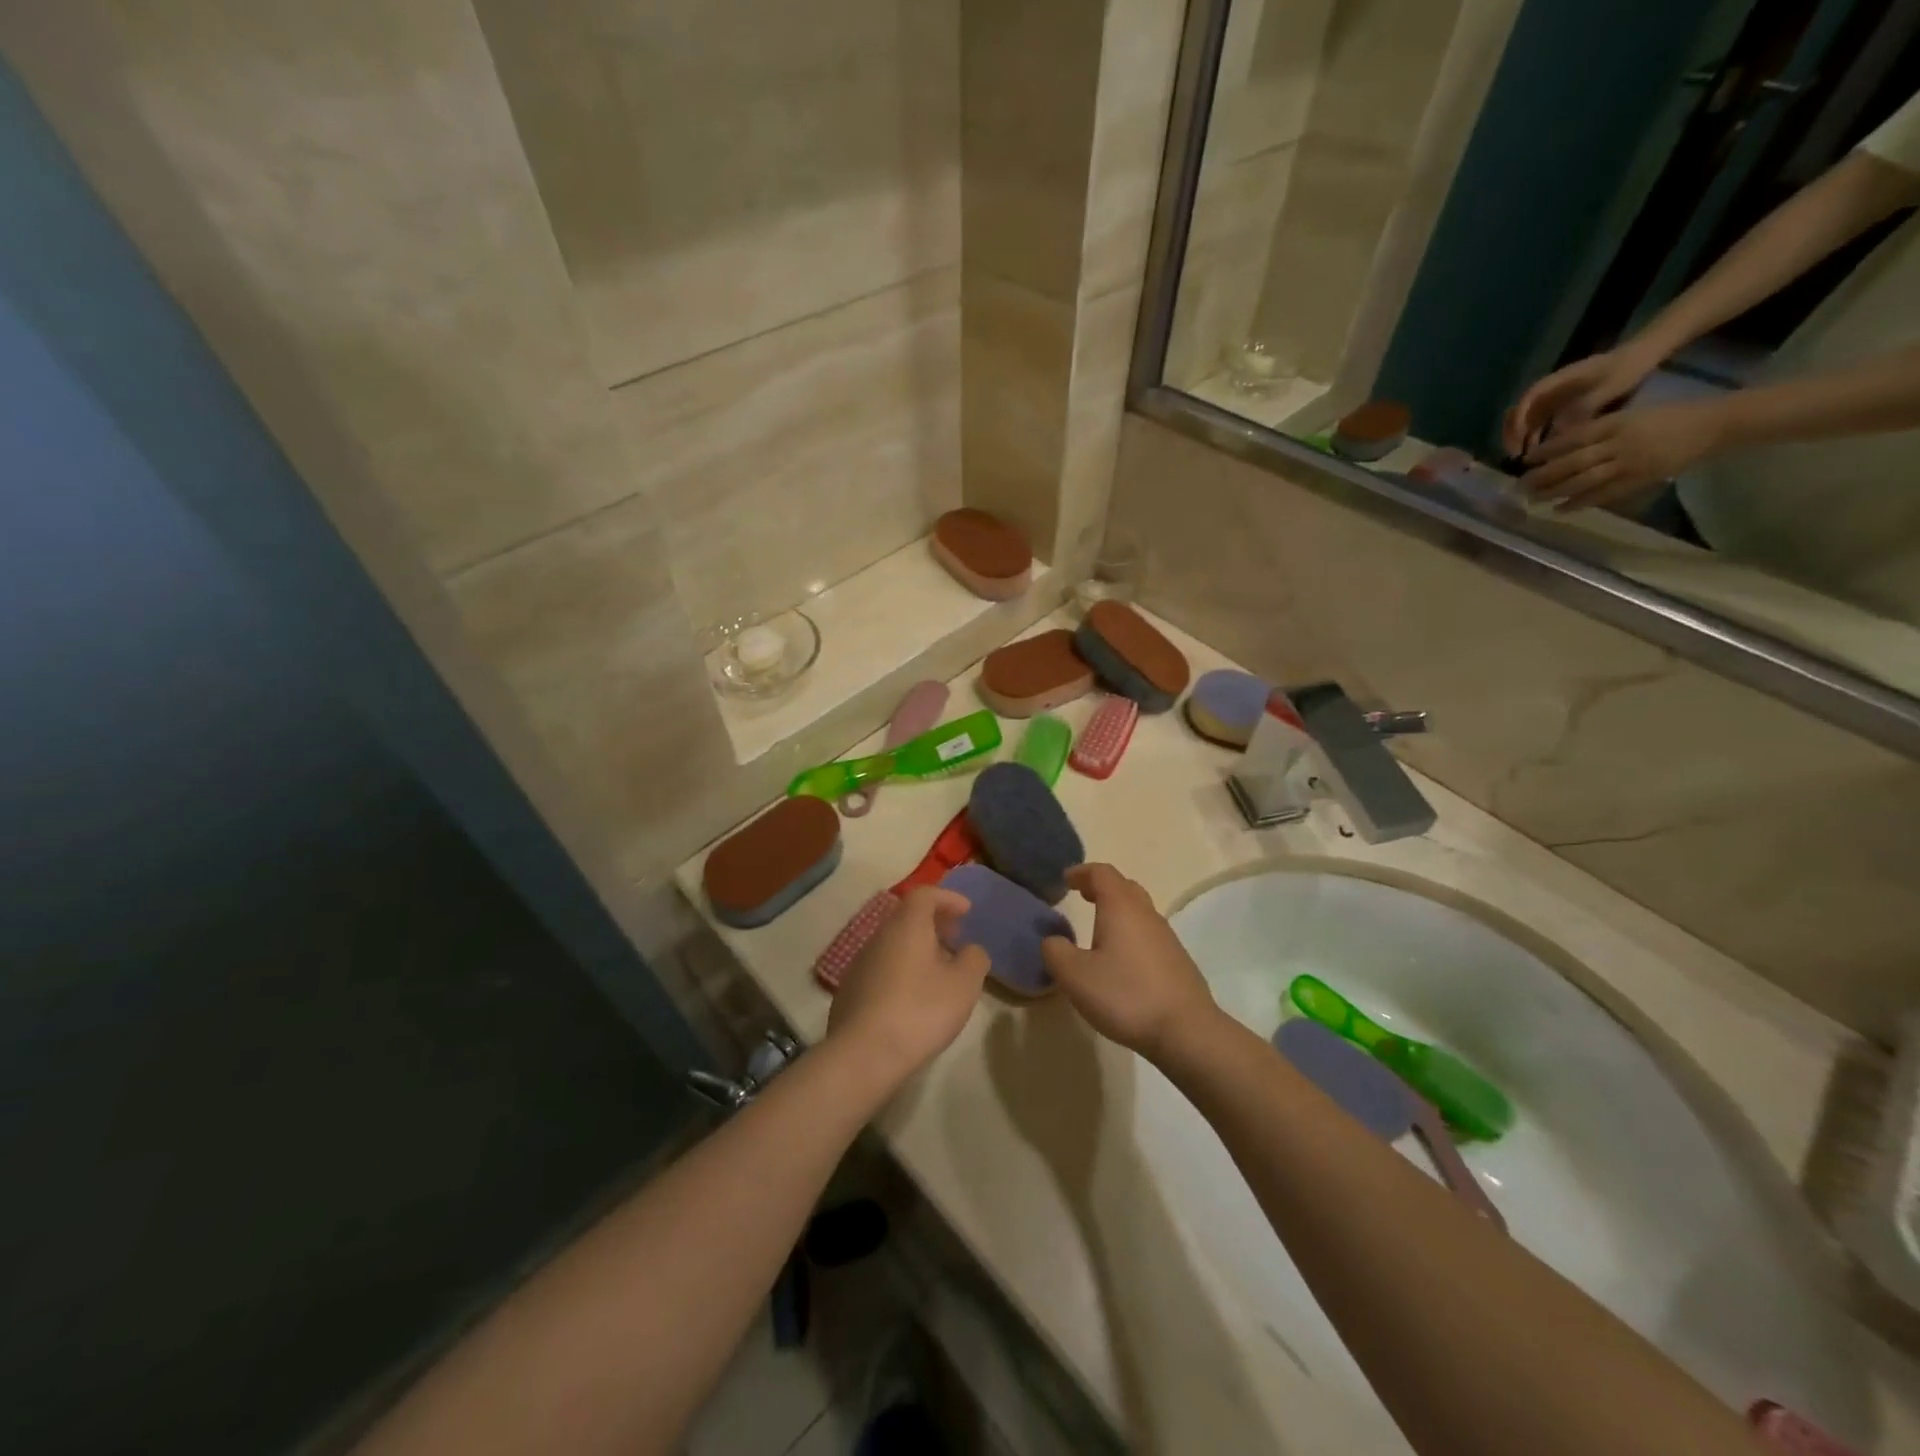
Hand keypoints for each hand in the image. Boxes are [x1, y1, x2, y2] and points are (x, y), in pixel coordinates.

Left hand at [826, 887, 988, 1090]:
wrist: (863, 1055)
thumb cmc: (920, 1011)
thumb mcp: (964, 985)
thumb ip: (974, 959)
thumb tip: (970, 950)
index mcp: (907, 926)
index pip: (925, 894)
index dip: (948, 898)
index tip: (967, 911)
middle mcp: (879, 936)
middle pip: (907, 917)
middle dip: (934, 923)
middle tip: (956, 938)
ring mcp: (860, 964)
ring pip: (893, 943)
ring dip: (918, 948)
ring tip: (939, 971)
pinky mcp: (850, 991)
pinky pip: (882, 967)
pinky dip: (902, 970)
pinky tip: (913, 997)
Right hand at [1040, 864, 1218, 1062]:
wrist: (1186, 1031)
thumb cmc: (1125, 995)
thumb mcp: (1075, 975)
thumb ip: (1056, 951)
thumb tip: (1053, 940)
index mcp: (1121, 908)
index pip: (1102, 873)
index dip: (1082, 872)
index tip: (1066, 879)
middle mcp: (1146, 914)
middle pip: (1125, 887)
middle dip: (1101, 887)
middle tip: (1082, 895)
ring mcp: (1167, 938)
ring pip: (1139, 911)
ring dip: (1117, 911)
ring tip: (1098, 930)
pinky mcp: (1177, 961)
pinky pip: (1149, 935)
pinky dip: (1130, 934)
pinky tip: (1122, 960)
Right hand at [1502, 346, 1660, 457]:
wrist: (1642, 357)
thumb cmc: (1626, 368)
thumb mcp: (1609, 386)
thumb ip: (1584, 407)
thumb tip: (1558, 431)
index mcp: (1556, 381)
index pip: (1528, 399)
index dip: (1520, 418)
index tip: (1521, 438)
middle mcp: (1548, 393)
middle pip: (1519, 413)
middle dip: (1513, 434)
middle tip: (1516, 455)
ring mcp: (1552, 402)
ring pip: (1526, 423)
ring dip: (1522, 441)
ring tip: (1527, 460)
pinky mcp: (1559, 411)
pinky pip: (1540, 427)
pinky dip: (1536, 441)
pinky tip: (1543, 455)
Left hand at [1519, 402, 1725, 510]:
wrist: (1713, 425)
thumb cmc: (1668, 417)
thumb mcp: (1630, 415)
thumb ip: (1599, 430)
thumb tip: (1561, 447)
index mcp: (1617, 423)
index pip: (1573, 438)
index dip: (1546, 450)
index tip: (1526, 460)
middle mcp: (1620, 443)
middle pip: (1572, 463)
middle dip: (1543, 475)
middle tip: (1519, 485)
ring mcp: (1630, 463)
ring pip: (1583, 480)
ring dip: (1554, 492)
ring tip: (1532, 499)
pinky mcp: (1639, 480)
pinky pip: (1603, 494)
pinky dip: (1579, 503)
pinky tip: (1559, 509)